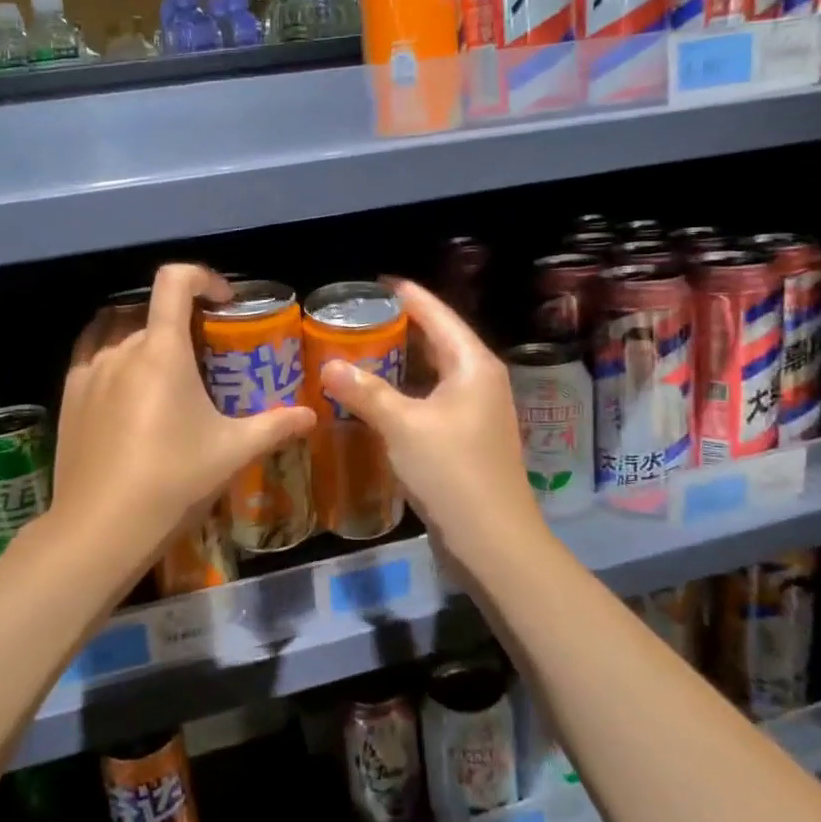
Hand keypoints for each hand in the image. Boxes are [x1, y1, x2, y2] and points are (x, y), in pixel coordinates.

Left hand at [51, 264, 314, 568]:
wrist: (100, 529)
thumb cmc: (173, 480)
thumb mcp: (232, 452)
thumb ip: (275, 426)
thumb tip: (311, 415)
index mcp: (160, 350)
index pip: (175, 281)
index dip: (203, 277)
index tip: (225, 302)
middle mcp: (120, 349)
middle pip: (151, 311)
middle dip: (182, 321)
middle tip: (205, 353)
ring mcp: (88, 371)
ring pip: (118, 330)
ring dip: (145, 334)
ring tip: (166, 367)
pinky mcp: (68, 397)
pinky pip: (92, 354)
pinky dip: (114, 352)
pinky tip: (128, 387)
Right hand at [320, 278, 542, 563]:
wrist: (492, 540)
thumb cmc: (452, 471)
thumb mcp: (403, 426)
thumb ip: (365, 392)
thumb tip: (328, 364)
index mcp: (473, 365)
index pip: (438, 315)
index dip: (408, 296)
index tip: (377, 281)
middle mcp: (479, 381)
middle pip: (438, 341)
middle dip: (401, 327)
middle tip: (358, 316)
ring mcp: (475, 412)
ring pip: (433, 373)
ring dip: (400, 362)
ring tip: (361, 348)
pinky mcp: (465, 438)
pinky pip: (430, 399)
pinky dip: (404, 391)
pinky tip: (376, 396)